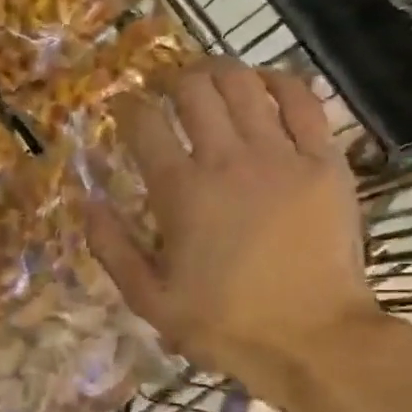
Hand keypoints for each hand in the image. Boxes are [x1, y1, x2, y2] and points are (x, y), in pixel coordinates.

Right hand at [82, 60, 384, 399]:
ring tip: (208, 78)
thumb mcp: (149, 299)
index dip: (127, 106)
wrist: (315, 340)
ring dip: (219, 71)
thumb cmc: (225, 323)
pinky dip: (279, 82)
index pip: (143, 123)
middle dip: (172, 79)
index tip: (123, 108)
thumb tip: (86, 202)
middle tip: (165, 89)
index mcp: (180, 191)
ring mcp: (281, 155)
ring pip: (244, 84)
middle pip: (193, 89)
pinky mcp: (325, 162)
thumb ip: (112, 247)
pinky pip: (302, 100)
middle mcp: (227, 159)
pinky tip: (264, 84)